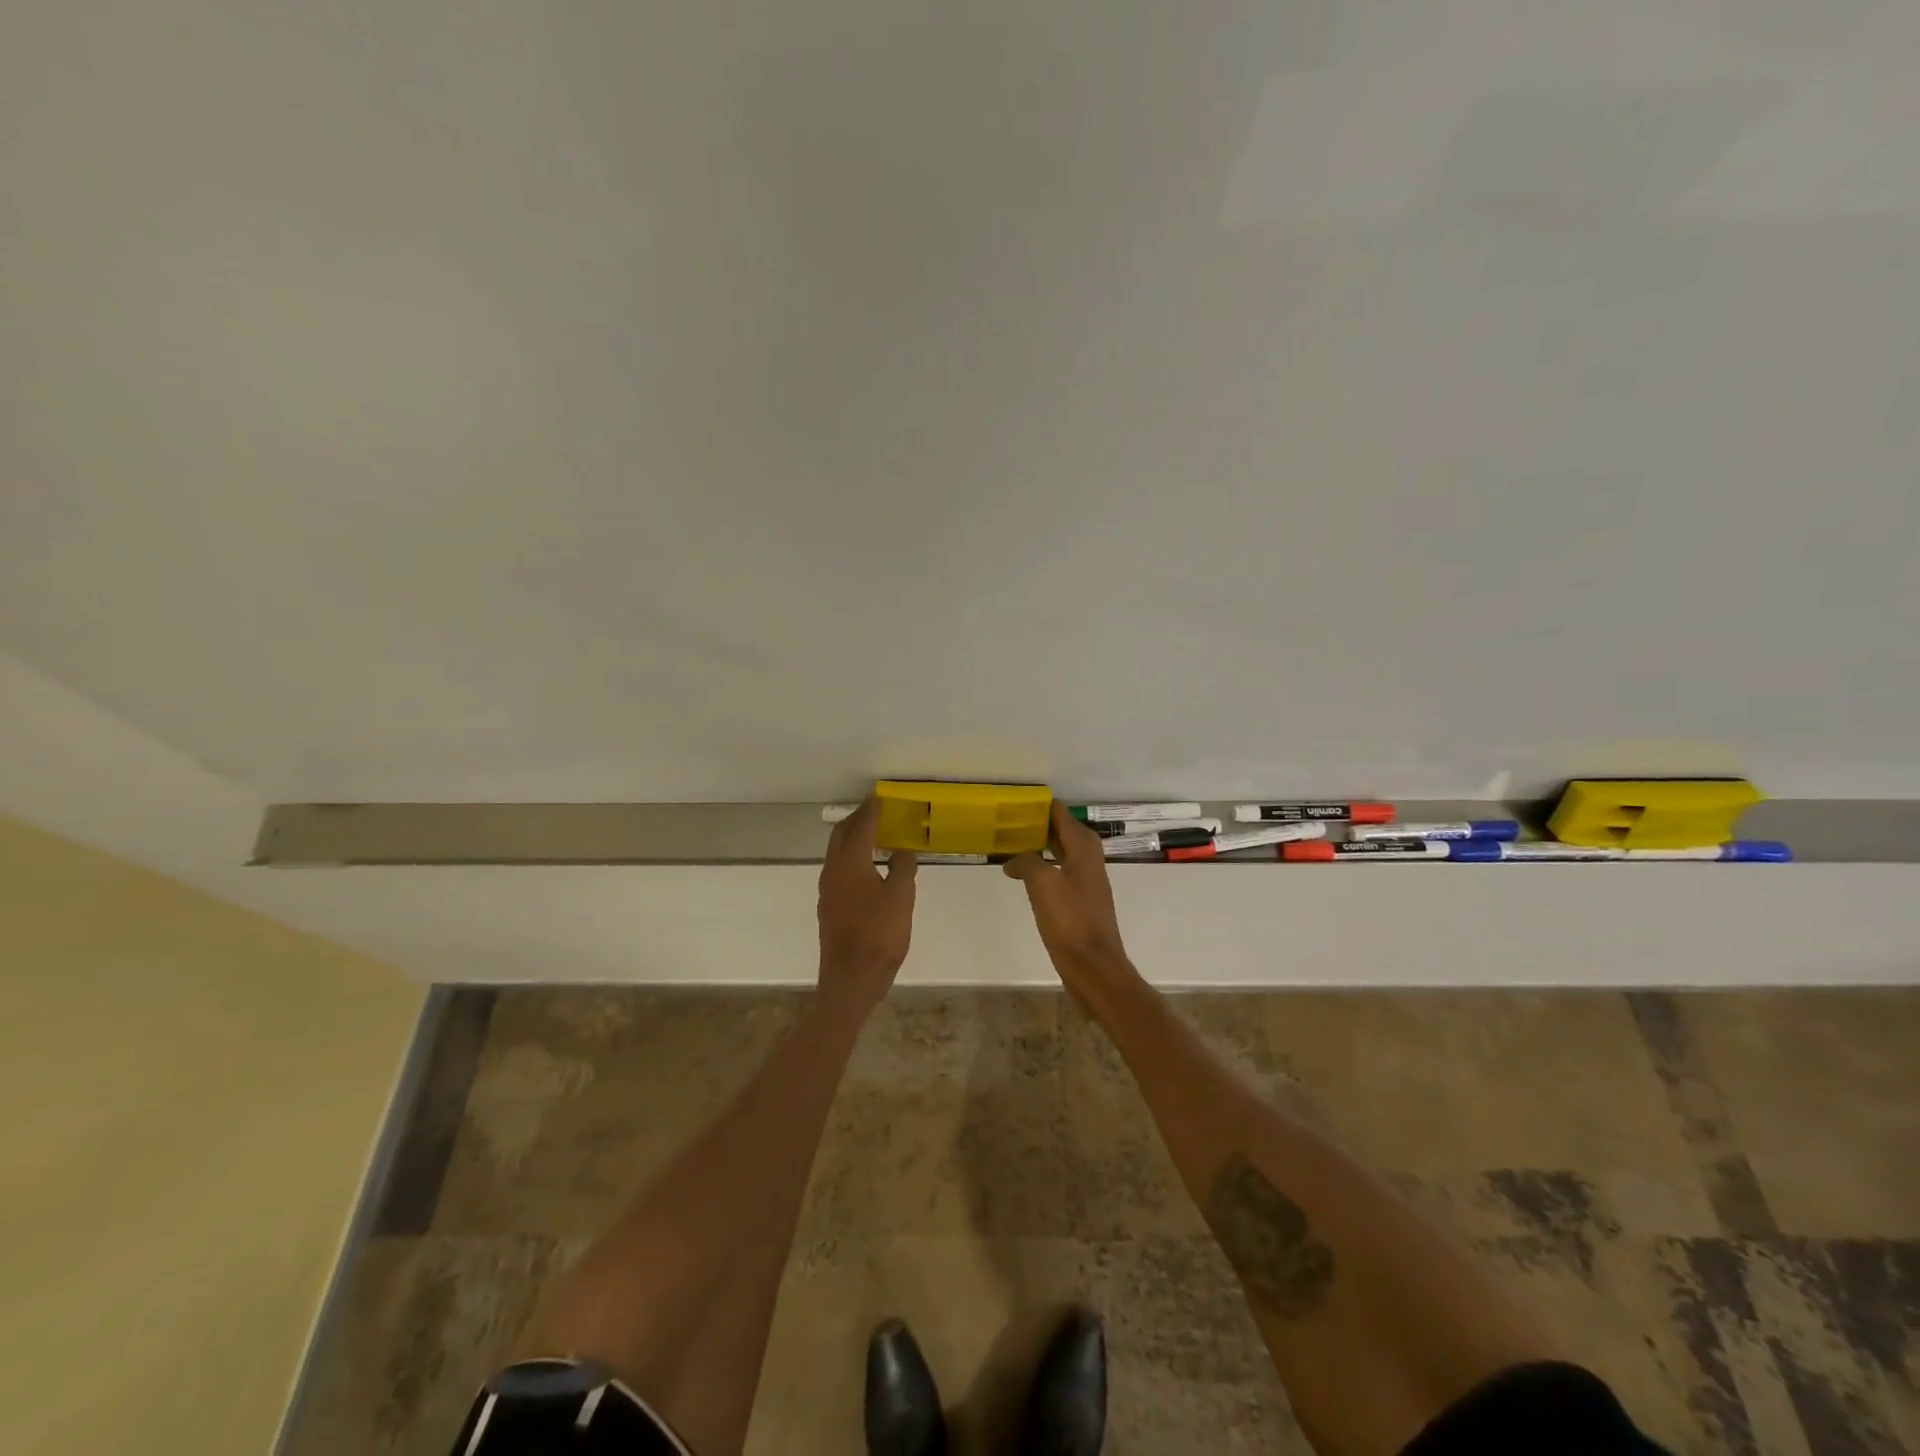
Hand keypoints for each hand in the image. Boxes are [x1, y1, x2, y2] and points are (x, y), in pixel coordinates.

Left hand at [816, 796, 917, 1012]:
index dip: (871, 810)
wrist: (851, 979)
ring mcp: (828, 890)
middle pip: (841, 835)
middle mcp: (833, 871)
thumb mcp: (901, 897)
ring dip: (853, 839)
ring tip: (873, 835)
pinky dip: (853, 858)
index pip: (861, 827)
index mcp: (850, 863)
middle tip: (874, 811)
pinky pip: (840, 870)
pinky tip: (868, 867)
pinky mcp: (830, 907)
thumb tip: (901, 851)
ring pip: (838, 853)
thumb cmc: (879, 934)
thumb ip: (902, 868)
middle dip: (857, 819)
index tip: (879, 797)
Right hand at [1003, 801, 1131, 985]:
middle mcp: (1088, 858)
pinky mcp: (1079, 901)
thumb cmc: (1070, 920)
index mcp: (1083, 847)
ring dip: (1037, 846)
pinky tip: (1022, 875)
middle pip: (1060, 831)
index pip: (1060, 813)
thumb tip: (1013, 860)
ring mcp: (1085, 881)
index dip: (1039, 805)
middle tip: (1006, 820)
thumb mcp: (1042, 884)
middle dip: (1036, 824)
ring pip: (1059, 852)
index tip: (1014, 801)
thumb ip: (1026, 862)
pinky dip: (1041, 867)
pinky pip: (1057, 872)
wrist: (1093, 966)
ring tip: (1009, 843)